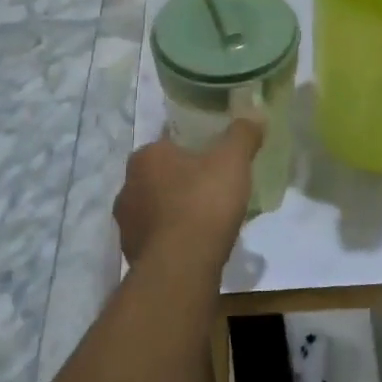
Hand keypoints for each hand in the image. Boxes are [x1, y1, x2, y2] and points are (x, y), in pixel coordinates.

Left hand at [113, 120, 264, 268]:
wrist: (181, 266)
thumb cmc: (203, 202)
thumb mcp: (232, 160)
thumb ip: (242, 134)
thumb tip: (254, 114)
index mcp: (145, 157)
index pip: (167, 143)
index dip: (191, 147)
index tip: (212, 157)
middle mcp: (127, 187)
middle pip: (159, 176)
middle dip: (182, 180)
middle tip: (213, 187)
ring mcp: (127, 225)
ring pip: (156, 209)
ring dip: (176, 211)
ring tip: (207, 219)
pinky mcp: (132, 255)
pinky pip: (158, 239)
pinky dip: (174, 239)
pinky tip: (197, 245)